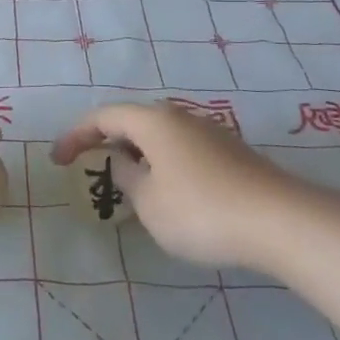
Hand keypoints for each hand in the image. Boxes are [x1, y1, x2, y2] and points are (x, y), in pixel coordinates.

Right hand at [53, 101, 339, 272]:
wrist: (281, 222)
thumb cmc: (201, 210)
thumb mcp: (149, 202)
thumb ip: (126, 178)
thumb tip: (121, 162)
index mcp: (153, 121)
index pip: (103, 117)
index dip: (76, 135)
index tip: (57, 159)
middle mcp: (180, 117)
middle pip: (134, 121)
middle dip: (108, 141)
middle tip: (91, 167)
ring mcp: (210, 133)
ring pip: (161, 136)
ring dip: (138, 155)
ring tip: (129, 185)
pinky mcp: (232, 155)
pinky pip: (182, 151)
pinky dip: (163, 165)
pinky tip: (170, 195)